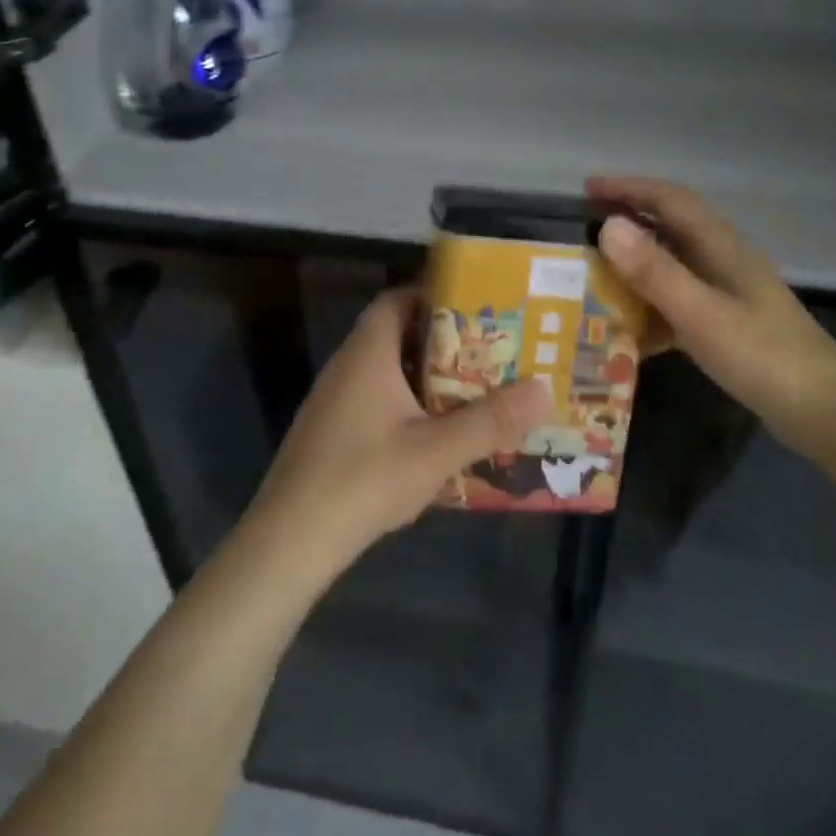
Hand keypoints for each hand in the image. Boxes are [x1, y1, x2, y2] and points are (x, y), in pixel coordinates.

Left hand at [246, 288, 551, 575]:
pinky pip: (374, 398)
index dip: (433, 295)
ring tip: (470, 388)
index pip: (397, 300)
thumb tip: (544, 390)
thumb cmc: (365, 479)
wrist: (290, 540)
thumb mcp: (436, 451)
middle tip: (486, 350)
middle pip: (395, 333)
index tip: (475, 307)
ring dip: (424, 375)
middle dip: (440, 339)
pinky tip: (432, 432)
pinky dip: (406, 402)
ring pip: (385, 370)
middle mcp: (347, 366)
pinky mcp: (330, 431)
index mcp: (368, 353)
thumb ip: (490, 421)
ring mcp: (334, 400)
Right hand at [588, 175, 835, 456]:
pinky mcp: (728, 326)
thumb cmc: (762, 357)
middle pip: (670, 229)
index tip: (588, 189)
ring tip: (595, 282)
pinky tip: (629, 337)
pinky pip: (678, 307)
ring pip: (672, 269)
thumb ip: (654, 271)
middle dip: (627, 225)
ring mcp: (728, 295)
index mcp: (722, 247)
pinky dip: (651, 313)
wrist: (824, 412)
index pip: (671, 200)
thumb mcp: (700, 313)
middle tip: (583, 234)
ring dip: (635, 271)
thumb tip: (608, 226)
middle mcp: (724, 262)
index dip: (629, 188)